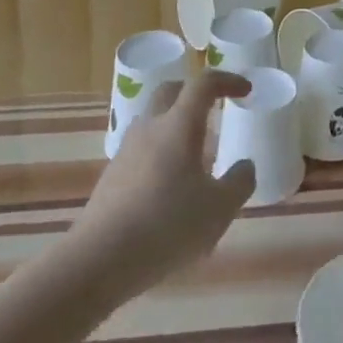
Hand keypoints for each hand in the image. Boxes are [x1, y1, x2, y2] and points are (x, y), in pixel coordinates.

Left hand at [67, 70, 256, 299]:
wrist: (97, 261)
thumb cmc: (166, 226)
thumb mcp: (219, 209)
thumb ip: (239, 182)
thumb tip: (244, 165)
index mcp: (179, 125)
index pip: (204, 83)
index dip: (227, 80)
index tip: (245, 91)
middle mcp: (150, 128)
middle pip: (171, 91)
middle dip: (195, 92)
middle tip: (215, 106)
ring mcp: (126, 151)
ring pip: (153, 121)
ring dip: (175, 124)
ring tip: (194, 153)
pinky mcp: (111, 177)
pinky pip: (142, 150)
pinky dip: (160, 153)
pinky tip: (170, 187)